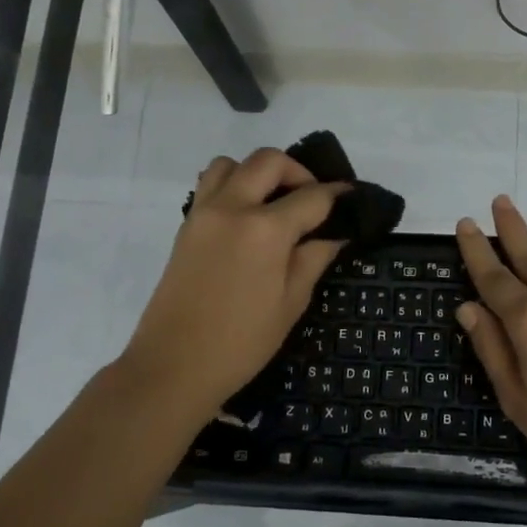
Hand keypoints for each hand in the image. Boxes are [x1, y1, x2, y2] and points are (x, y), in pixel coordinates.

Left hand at [119, 148, 346, 418]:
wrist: (174, 365)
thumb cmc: (242, 342)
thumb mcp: (291, 303)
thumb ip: (314, 258)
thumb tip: (334, 234)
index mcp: (265, 230)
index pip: (312, 196)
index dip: (337, 195)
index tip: (352, 198)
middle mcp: (232, 207)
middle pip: (269, 161)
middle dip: (298, 172)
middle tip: (312, 200)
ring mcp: (203, 212)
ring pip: (232, 164)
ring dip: (258, 173)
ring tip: (274, 204)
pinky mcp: (186, 225)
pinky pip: (210, 184)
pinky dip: (232, 186)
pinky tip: (247, 219)